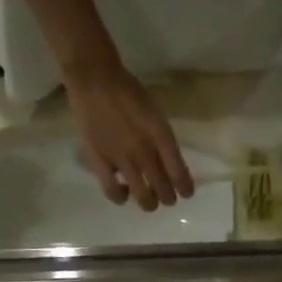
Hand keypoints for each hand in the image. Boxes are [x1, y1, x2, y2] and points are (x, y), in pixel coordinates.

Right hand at [64, 61, 194, 210]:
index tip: (186, 193)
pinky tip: (123, 193)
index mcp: (161, 137)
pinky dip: (121, 198)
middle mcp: (145, 152)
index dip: (185, 188)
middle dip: (169, 198)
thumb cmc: (129, 91)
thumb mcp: (156, 114)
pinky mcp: (100, 162)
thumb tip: (169, 164)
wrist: (95, 78)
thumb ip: (164, 140)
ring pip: (142, 196)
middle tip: (167, 198)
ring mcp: (122, 160)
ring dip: (149, 203)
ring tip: (149, 201)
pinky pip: (112, 191)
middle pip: (163, 190)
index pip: (179, 173)